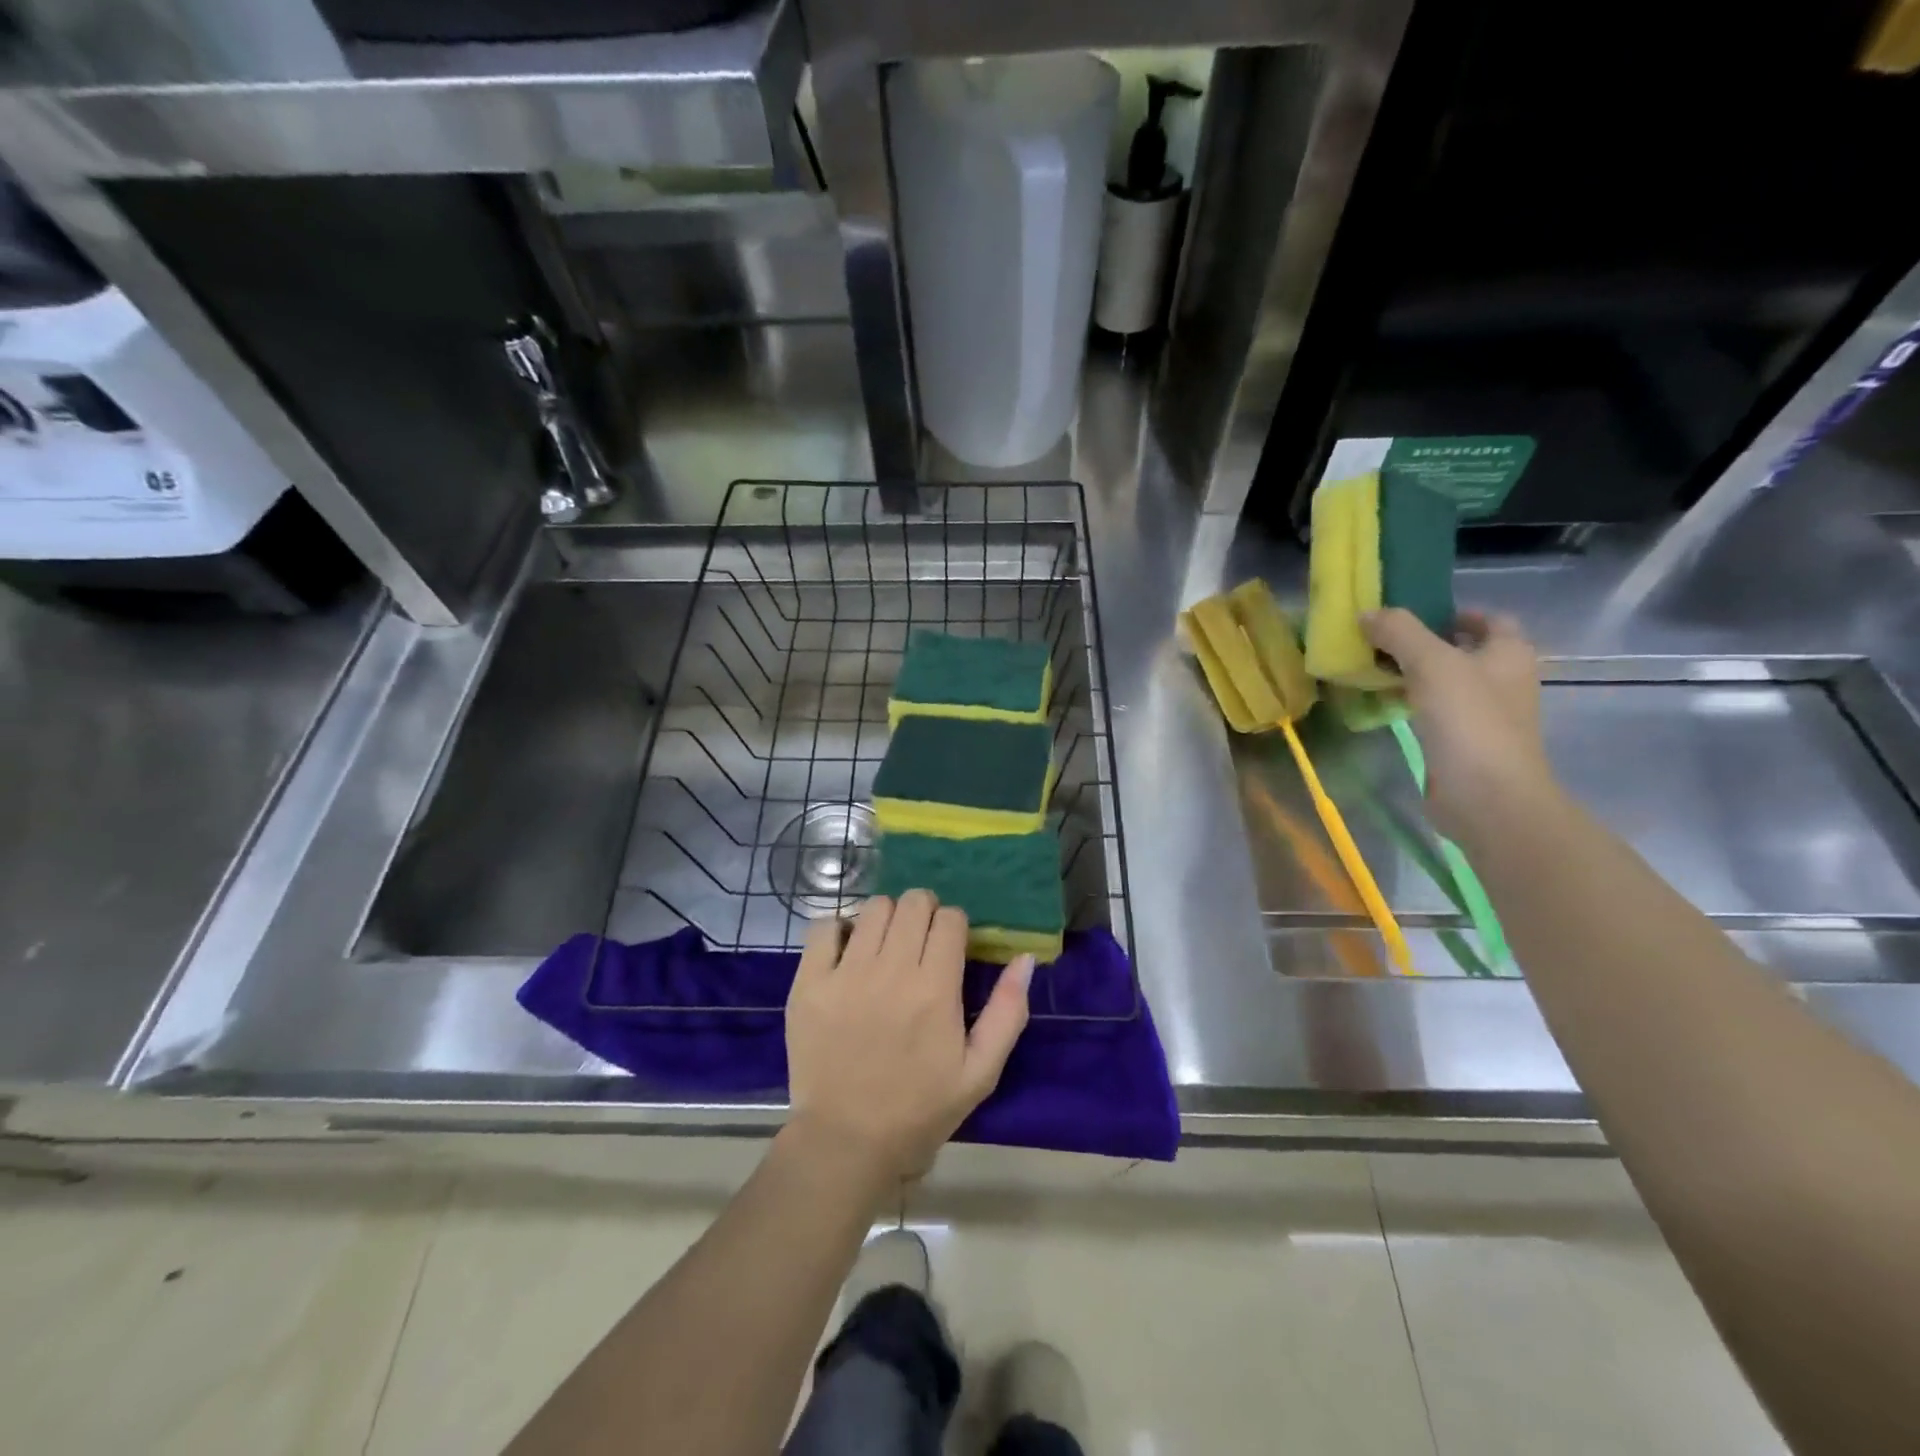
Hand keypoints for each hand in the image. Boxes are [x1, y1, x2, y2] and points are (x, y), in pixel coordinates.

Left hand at [785, 891, 1032, 1186]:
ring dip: (887, 918)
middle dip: (924, 912)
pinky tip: (847, 952)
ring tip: (886, 945)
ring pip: (874, 907)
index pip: (950, 918)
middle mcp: (891, 971)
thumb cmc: (920, 1110)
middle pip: (913, 902)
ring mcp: (845, 974)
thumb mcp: (980, 1072)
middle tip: (920, 941)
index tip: (950, 946)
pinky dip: (839, 930)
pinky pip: (824, 927)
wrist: (846, 1143)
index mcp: (935, 989)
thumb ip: (1008, 1011)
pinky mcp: (808, 983)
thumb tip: (1025, 958)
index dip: (955, 925)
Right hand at [1361, 608, 1558, 841]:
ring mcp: (1483, 715)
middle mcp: (1503, 680)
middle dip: (1422, 644)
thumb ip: (1399, 632)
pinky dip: (1408, 703)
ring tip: (1370, 668)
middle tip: (1379, 640)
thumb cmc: (1469, 721)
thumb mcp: (1432, 663)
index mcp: (1509, 654)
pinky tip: (1379, 704)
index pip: (1489, 620)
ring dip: (1411, 674)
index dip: (1455, 612)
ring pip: (1443, 682)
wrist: (1486, 797)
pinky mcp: (1462, 743)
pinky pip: (1432, 712)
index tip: (1413, 614)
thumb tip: (1367, 613)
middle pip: (1461, 651)